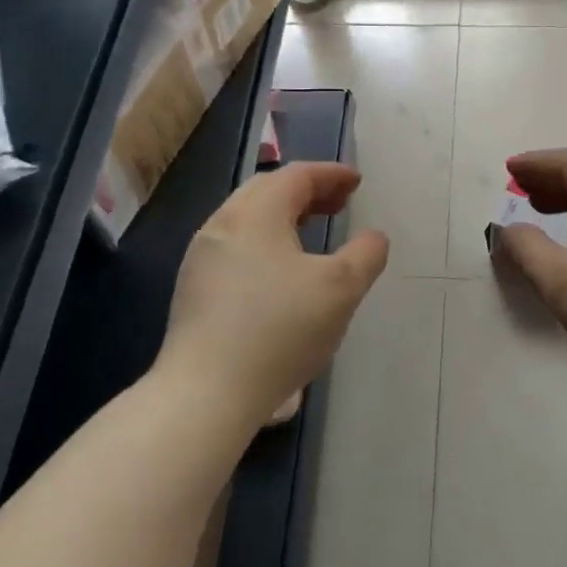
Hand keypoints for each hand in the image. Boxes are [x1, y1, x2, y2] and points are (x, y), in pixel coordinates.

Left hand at [158, 163, 388, 432]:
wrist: (206, 392)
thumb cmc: (280, 330)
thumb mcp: (341, 289)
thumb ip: (365, 255)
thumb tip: (373, 238)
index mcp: (255, 214)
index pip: (296, 176)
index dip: (330, 174)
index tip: (356, 182)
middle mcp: (222, 225)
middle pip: (267, 191)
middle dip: (307, 191)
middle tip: (338, 204)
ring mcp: (201, 258)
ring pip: (247, 219)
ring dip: (284, 216)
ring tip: (312, 232)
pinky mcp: (193, 289)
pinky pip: (236, 246)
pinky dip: (265, 241)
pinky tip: (280, 272)